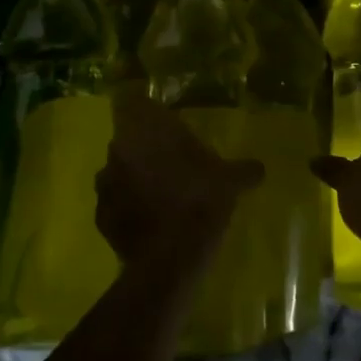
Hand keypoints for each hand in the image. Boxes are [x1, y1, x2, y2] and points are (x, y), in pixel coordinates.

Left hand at [94, 90, 262, 279]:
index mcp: (148, 129)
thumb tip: (259, 168)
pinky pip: (114, 203)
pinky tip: (150, 221)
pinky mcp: (100, 216)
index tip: (161, 120)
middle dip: (145, 146)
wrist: (169, 259)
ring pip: (118, 169)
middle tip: (171, 160)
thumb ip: (243, 170)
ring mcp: (105, 183)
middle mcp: (120, 149)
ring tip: (160, 192)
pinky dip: (127, 208)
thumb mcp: (230, 182)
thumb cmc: (200, 203)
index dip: (145, 107)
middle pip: (127, 137)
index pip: (134, 101)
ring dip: (133, 176)